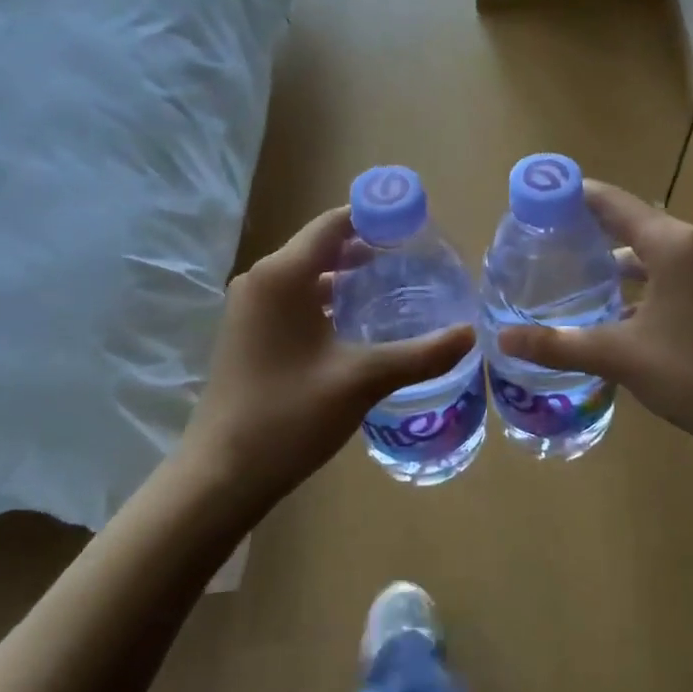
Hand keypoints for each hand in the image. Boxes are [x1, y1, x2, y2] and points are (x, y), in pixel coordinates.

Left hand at [182, 207, 474, 508]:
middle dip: (366, 247)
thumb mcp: (362, 380)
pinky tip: (357, 322)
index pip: (334, 224)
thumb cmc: (289, 416)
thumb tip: (470, 335)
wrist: (222, 474)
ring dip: (347, 276)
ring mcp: (249, 308)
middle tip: (415, 257)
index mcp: (282, 275)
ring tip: (394, 286)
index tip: (415, 224)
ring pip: (306, 275)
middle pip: (320, 246)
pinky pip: (293, 299)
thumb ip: (420, 354)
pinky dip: (326, 299)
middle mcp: (261, 280)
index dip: (375, 217)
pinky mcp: (248, 333)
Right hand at [496, 181, 692, 462]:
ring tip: (574, 277)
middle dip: (589, 231)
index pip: (611, 202)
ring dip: (617, 261)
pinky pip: (674, 269)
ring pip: (654, 250)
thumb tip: (503, 340)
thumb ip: (559, 345)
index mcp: (673, 243)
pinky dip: (643, 280)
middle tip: (544, 243)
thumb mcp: (621, 358)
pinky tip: (618, 310)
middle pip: (632, 222)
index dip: (571, 196)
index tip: (534, 202)